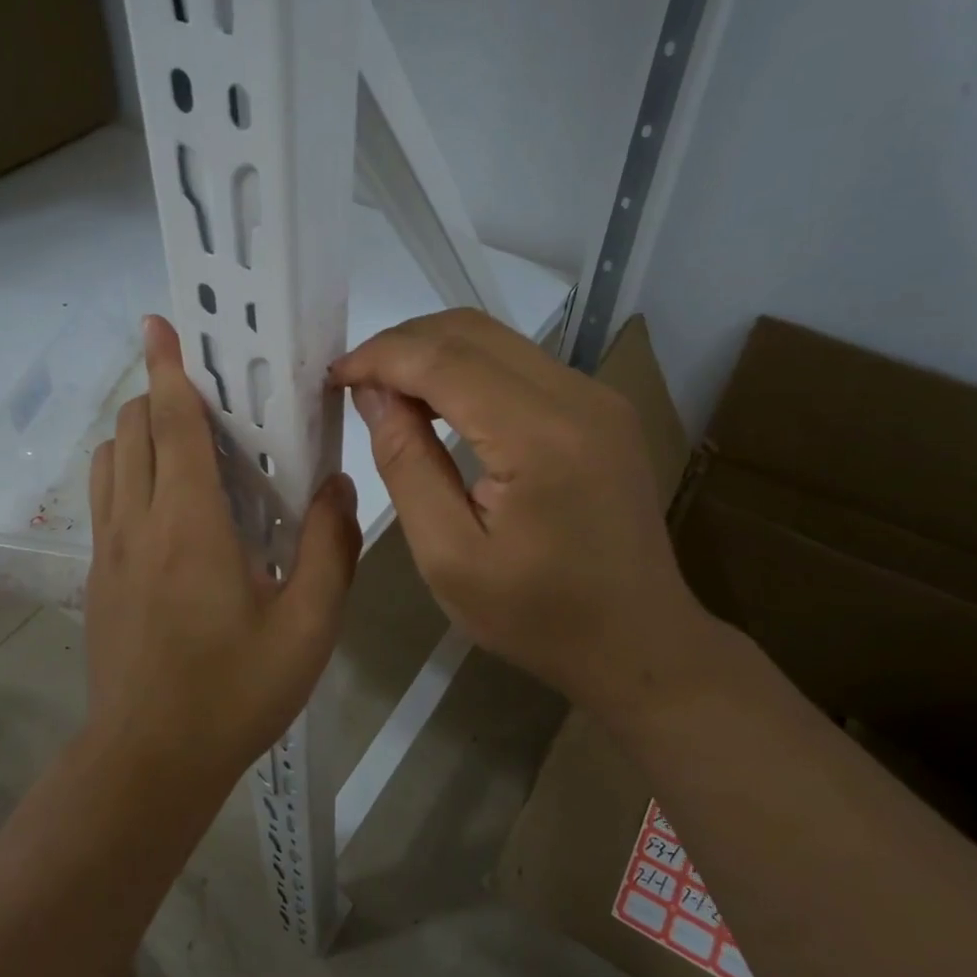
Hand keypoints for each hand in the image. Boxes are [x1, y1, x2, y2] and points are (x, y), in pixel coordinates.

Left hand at [86, 316, 361, 779]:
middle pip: (131, 431)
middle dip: (158, 395)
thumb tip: (336, 484)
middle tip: (208, 395)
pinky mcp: (98, 577)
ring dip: (139, 432)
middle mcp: (138, 523)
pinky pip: (107, 498)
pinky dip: (129, 470)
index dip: (167, 370)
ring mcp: (109, 550)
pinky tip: (170, 501)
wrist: (149, 761)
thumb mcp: (308, 627)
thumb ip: (329, 548)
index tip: (161, 325)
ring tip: (187, 441)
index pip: (169, 425)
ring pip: (110, 461)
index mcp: (189, 526)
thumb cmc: (234, 692)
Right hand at [334, 309, 720, 726]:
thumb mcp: (449, 557)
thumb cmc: (538, 617)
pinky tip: (440, 404)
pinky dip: (468, 370)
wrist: (641, 643)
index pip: (444, 360)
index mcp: (541, 437)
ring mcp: (598, 397)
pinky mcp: (602, 408)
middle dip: (402, 345)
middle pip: (472, 333)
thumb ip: (407, 465)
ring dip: (434, 353)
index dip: (381, 357)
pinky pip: (521, 364)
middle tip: (356, 383)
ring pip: (497, 340)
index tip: (334, 377)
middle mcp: (578, 397)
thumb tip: (375, 395)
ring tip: (389, 392)